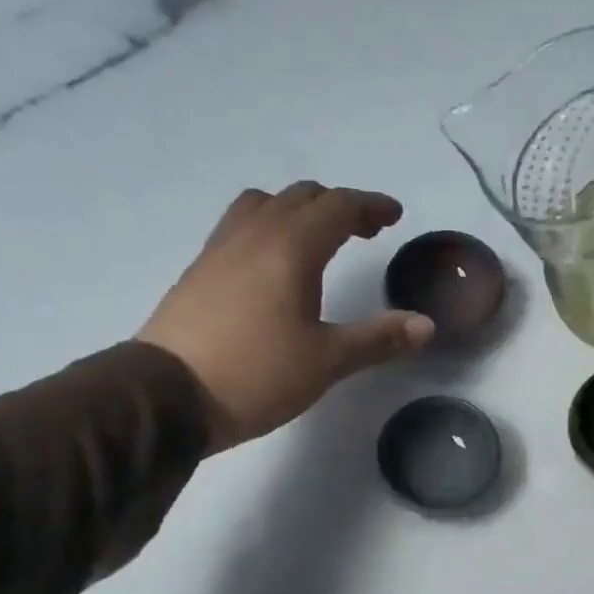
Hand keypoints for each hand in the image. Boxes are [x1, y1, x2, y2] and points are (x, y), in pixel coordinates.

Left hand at [139, 182, 432, 450]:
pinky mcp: (199, 271)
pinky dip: (268, 227)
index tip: (394, 216)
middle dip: (339, 206)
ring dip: (297, 210)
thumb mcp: (327, 361)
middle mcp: (254, 235)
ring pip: (263, 204)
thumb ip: (378, 338)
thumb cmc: (257, 375)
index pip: (338, 207)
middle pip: (301, 197)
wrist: (167, 396)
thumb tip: (426, 325)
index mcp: (291, 248)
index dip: (370, 206)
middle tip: (364, 230)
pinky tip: (272, 264)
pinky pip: (239, 226)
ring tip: (316, 239)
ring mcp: (219, 249)